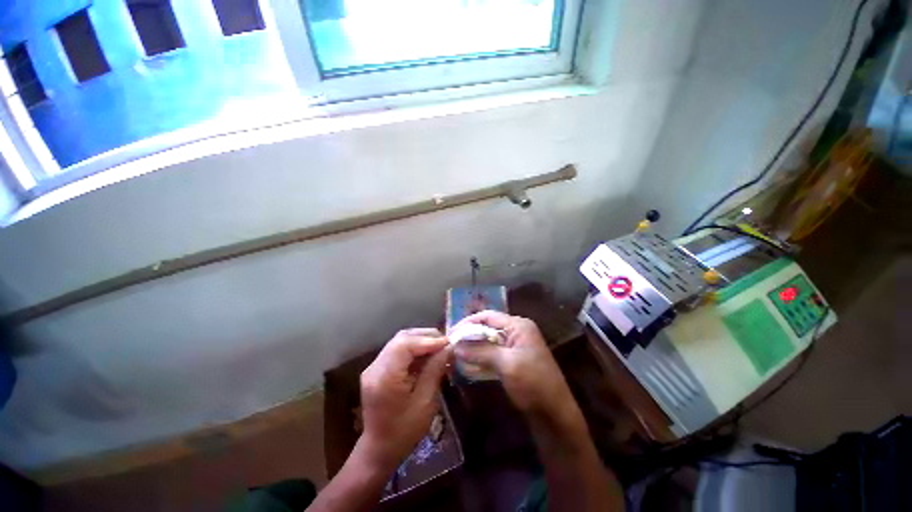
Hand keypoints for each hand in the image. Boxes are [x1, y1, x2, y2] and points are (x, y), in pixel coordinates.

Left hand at [357, 328, 451, 471]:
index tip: (448, 343)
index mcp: (384, 378)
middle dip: (426, 336)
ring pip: (400, 341)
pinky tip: (427, 354)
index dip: (428, 340)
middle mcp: (375, 367)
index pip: (405, 344)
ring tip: (439, 347)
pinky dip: (414, 348)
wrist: (379, 450)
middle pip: (402, 338)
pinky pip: (397, 350)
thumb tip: (448, 348)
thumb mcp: (425, 402)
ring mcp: (374, 367)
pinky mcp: (377, 369)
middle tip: (445, 343)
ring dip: (421, 340)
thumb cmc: (404, 432)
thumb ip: (435, 370)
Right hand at [453, 311, 574, 419]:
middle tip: (451, 344)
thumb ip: (480, 351)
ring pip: (489, 341)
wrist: (556, 414)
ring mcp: (516, 346)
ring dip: (474, 346)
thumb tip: (456, 345)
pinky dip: (481, 357)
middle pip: (488, 327)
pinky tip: (468, 364)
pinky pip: (494, 353)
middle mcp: (517, 332)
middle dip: (470, 335)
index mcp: (518, 326)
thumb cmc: (533, 383)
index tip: (451, 333)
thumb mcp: (506, 364)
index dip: (468, 322)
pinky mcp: (514, 360)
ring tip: (456, 353)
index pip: (488, 316)